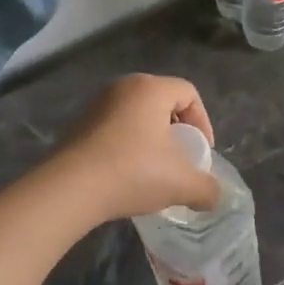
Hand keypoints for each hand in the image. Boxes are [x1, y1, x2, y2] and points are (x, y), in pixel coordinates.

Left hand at [55, 75, 221, 223]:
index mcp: (150, 88)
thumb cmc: (133, 172)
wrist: (70, 188)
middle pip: (162, 102)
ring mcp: (96, 104)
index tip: (201, 153)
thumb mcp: (181, 183)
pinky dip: (126, 145)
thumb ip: (207, 188)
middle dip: (176, 131)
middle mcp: (122, 87)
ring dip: (150, 139)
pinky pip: (113, 128)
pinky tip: (126, 174)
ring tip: (154, 170)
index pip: (189, 93)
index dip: (203, 122)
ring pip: (136, 115)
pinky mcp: (78, 124)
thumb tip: (213, 197)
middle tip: (180, 159)